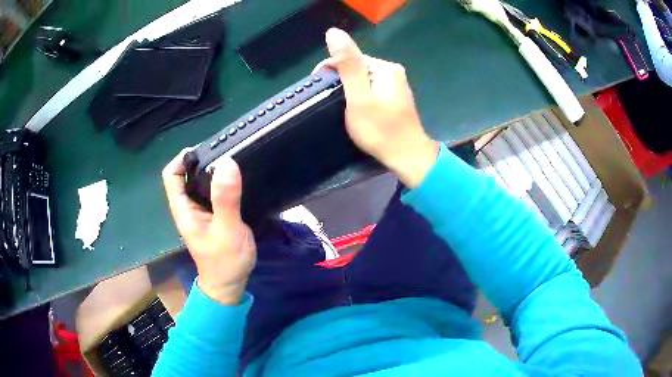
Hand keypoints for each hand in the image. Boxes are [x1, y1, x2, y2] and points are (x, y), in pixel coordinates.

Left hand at [162, 150, 255, 305]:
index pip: (172, 174)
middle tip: (224, 151)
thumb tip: (227, 163)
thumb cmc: (225, 261)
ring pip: (198, 182)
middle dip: (200, 160)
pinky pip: (211, 192)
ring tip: (231, 161)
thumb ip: (226, 199)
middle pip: (185, 175)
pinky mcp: (211, 216)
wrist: (229, 285)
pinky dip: (219, 182)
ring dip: (211, 170)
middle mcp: (187, 207)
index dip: (182, 158)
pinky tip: (234, 181)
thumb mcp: (227, 230)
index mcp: (183, 209)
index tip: (205, 149)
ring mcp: (199, 212)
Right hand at [318, 28, 439, 187]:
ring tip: (341, 108)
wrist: (407, 157)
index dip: (330, 69)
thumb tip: (334, 32)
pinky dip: (361, 97)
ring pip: (364, 80)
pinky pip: (372, 90)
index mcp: (385, 68)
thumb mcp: (359, 96)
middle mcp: (393, 72)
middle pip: (357, 68)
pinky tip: (357, 110)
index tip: (318, 87)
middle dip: (340, 81)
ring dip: (349, 89)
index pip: (350, 57)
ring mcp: (396, 86)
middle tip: (331, 103)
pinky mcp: (396, 99)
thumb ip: (347, 64)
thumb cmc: (380, 129)